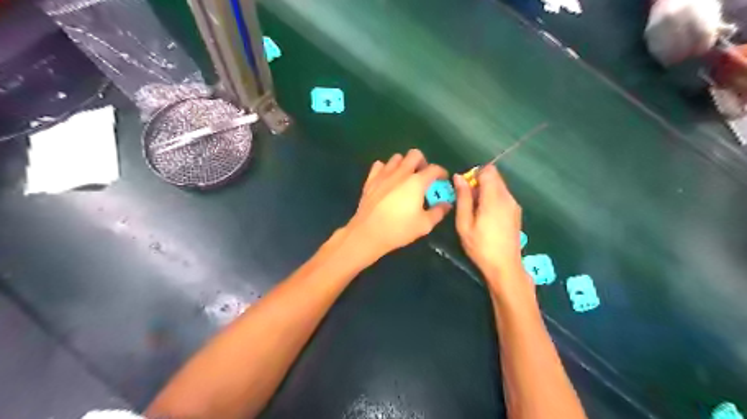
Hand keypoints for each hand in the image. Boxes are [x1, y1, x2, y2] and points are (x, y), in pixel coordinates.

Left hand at [343, 150, 447, 259]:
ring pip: (396, 158)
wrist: (368, 233)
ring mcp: (384, 174)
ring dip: (404, 164)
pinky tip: (387, 179)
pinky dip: (385, 169)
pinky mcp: (370, 180)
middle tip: (423, 176)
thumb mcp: (424, 225)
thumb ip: (438, 212)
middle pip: (415, 154)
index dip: (442, 172)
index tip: (443, 180)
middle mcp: (401, 173)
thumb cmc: (399, 229)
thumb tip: (447, 204)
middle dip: (422, 162)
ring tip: (405, 177)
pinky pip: (379, 165)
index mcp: (417, 182)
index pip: (434, 169)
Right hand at [456, 163, 522, 291]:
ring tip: (475, 211)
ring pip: (499, 186)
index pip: (488, 171)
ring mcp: (514, 205)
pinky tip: (486, 217)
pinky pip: (503, 196)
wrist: (505, 266)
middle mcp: (507, 197)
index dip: (475, 174)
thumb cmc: (480, 246)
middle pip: (494, 177)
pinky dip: (493, 199)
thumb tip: (458, 177)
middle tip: (467, 202)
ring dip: (486, 191)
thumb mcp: (464, 223)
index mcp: (494, 198)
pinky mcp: (516, 212)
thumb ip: (463, 198)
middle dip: (479, 182)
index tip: (465, 189)